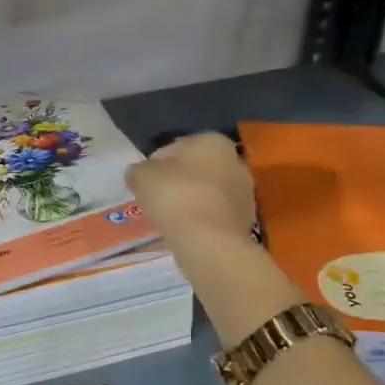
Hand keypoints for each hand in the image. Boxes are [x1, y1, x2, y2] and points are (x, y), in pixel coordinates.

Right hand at [125, 133, 255, 256]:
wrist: (209, 243)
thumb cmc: (176, 197)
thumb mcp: (141, 176)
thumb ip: (138, 170)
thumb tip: (138, 174)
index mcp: (212, 141)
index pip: (175, 147)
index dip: (155, 164)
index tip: (144, 182)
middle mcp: (235, 161)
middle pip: (195, 170)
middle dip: (177, 182)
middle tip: (155, 199)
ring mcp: (245, 192)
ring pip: (206, 193)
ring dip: (190, 201)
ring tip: (168, 219)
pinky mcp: (246, 220)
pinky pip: (214, 214)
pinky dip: (200, 220)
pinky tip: (184, 232)